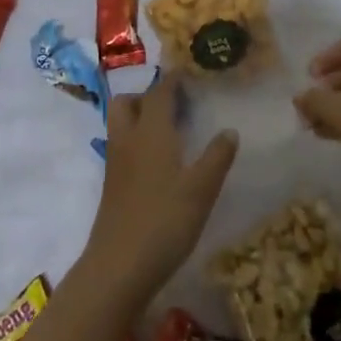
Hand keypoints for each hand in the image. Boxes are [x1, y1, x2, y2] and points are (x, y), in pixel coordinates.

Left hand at [86, 73, 238, 296]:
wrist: (118, 267)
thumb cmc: (164, 221)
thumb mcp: (201, 190)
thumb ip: (217, 157)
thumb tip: (229, 131)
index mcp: (151, 132)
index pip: (160, 93)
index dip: (173, 80)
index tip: (188, 72)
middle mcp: (128, 139)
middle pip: (127, 102)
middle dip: (146, 95)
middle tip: (174, 103)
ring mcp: (115, 163)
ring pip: (120, 124)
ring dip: (139, 117)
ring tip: (169, 130)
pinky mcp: (112, 186)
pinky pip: (121, 147)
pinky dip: (136, 141)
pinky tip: (158, 161)